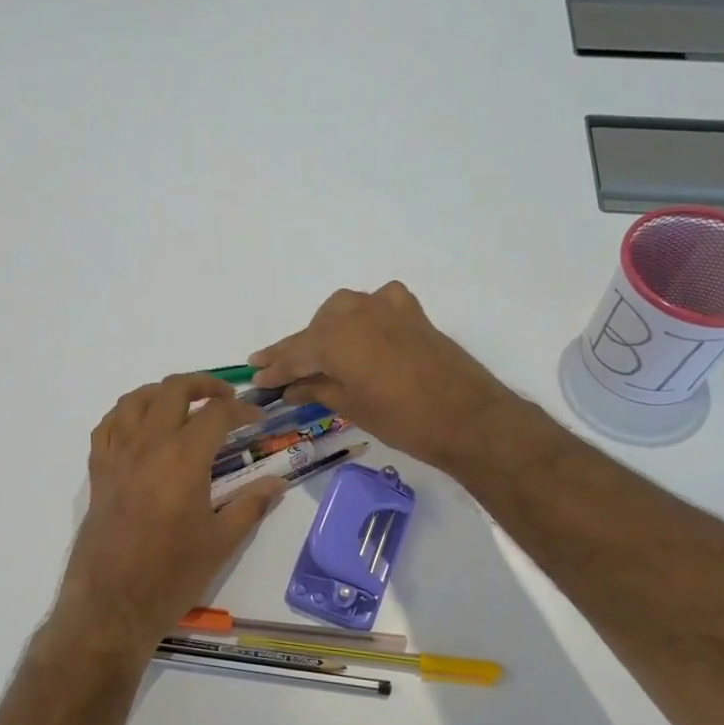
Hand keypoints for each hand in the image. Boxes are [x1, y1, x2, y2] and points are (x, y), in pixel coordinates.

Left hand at [55, 373, 286, 655]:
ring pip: (135, 399)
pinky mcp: (98, 472)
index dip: (242, 410)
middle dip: (204, 384)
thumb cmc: (172, 576)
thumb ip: (251, 505)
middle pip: (173, 389)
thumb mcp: (221, 542)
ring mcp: (117, 456)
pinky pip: (108, 426)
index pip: (217, 413)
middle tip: (224, 399)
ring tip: (183, 405)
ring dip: (163, 392)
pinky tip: (141, 427)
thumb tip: (278, 483)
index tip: (257, 420)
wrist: (111, 606)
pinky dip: (127, 414)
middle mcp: (148, 445)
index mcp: (184, 458)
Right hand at [249, 282, 515, 469]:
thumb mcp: (351, 407)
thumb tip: (290, 388)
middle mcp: (355, 312)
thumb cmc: (402, 420)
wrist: (468, 418)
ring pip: (343, 311)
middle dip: (296, 349)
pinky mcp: (411, 312)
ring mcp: (386, 307)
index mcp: (335, 338)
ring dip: (326, 330)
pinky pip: (377, 304)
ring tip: (317, 354)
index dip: (274, 367)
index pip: (294, 353)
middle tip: (278, 368)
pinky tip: (363, 330)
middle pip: (315, 329)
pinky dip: (364, 315)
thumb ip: (316, 390)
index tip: (255, 376)